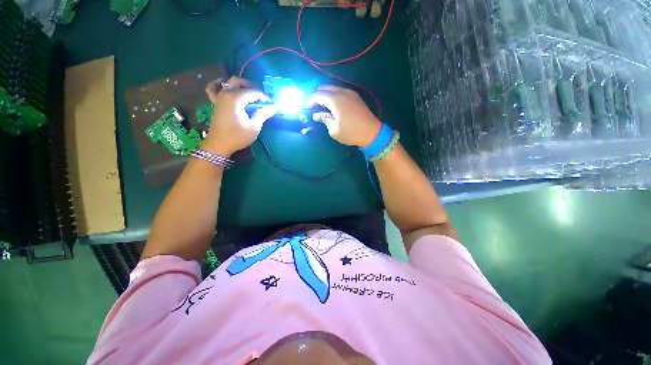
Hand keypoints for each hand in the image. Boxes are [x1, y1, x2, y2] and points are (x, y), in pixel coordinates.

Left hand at [201, 76, 276, 156]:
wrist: (219, 144)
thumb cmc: (237, 136)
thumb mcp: (254, 127)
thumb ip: (263, 114)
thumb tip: (273, 107)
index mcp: (235, 98)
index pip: (252, 92)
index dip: (263, 96)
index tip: (271, 103)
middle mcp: (226, 93)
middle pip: (239, 82)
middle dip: (252, 87)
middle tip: (261, 98)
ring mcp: (219, 97)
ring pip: (228, 83)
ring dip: (239, 85)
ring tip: (248, 92)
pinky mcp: (215, 103)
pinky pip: (212, 89)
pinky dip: (216, 84)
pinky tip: (222, 84)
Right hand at [306, 85, 381, 147]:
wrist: (372, 133)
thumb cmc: (351, 133)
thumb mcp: (334, 129)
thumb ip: (324, 119)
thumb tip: (316, 115)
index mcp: (335, 100)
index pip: (318, 95)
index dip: (310, 100)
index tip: (306, 106)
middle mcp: (342, 92)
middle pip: (325, 88)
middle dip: (317, 94)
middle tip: (312, 103)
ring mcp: (350, 93)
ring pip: (334, 88)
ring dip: (325, 93)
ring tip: (321, 103)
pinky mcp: (356, 97)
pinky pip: (341, 91)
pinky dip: (334, 94)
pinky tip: (332, 103)